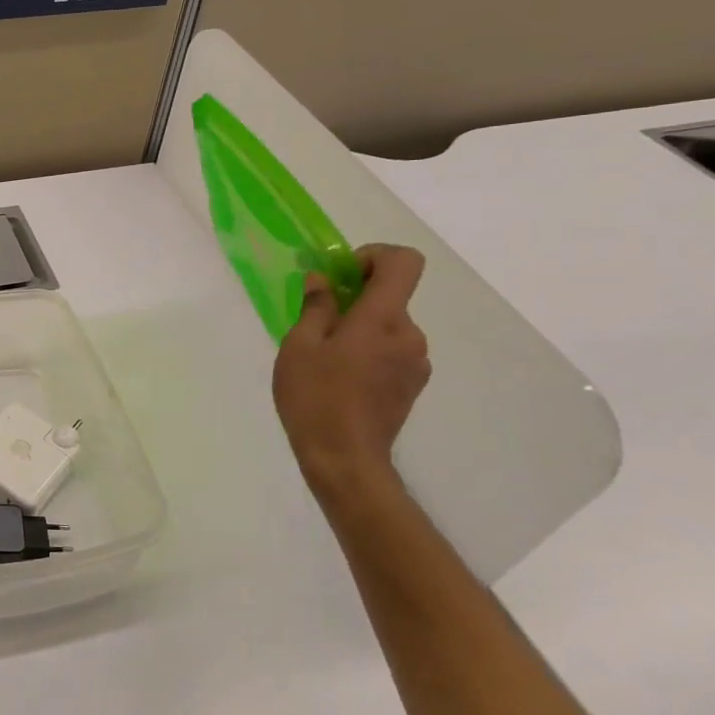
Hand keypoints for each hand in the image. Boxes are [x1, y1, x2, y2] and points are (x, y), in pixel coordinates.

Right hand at [272, 244, 431, 500]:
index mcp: (383, 319)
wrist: (345, 458)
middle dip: (355, 298)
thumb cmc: (315, 396)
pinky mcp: (412, 385)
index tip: (343, 274)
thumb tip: (323, 281)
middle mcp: (410, 335)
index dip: (375, 256)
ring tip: (323, 357)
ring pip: (388, 326)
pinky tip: (339, 377)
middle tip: (315, 322)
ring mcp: (415, 363)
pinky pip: (391, 351)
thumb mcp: (299, 345)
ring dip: (359, 328)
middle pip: (391, 297)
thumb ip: (315, 307)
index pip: (404, 263)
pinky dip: (368, 350)